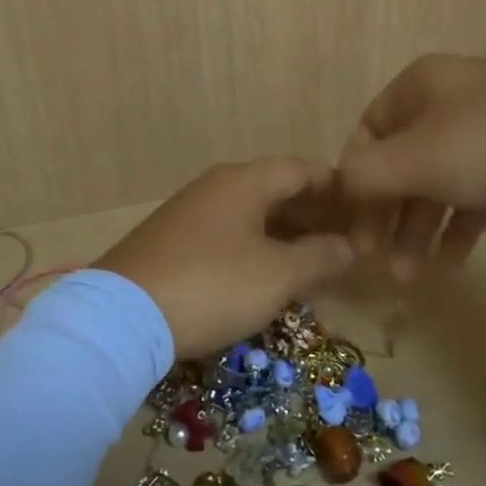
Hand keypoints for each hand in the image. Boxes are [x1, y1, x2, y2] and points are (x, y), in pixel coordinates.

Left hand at [98, 157, 355, 358]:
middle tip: (345, 239)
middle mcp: (215, 188)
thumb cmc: (212, 285)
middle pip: (275, 190)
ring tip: (314, 261)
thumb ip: (319, 257)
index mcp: (243, 182)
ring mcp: (189, 214)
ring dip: (285, 235)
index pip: (300, 169)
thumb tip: (348, 246)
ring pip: (250, 216)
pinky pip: (227, 236)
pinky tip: (266, 276)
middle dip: (312, 213)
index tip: (363, 206)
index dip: (335, 185)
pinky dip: (255, 249)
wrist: (122, 317)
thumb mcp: (277, 275)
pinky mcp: (171, 243)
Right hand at [338, 53, 485, 277]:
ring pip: (439, 178)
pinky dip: (461, 221)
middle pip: (401, 160)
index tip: (355, 228)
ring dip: (421, 226)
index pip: (367, 133)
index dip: (355, 182)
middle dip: (389, 214)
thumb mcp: (416, 160)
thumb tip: (339, 188)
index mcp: (419, 85)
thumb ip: (365, 175)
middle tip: (380, 260)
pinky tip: (455, 260)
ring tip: (412, 274)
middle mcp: (449, 97)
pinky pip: (476, 188)